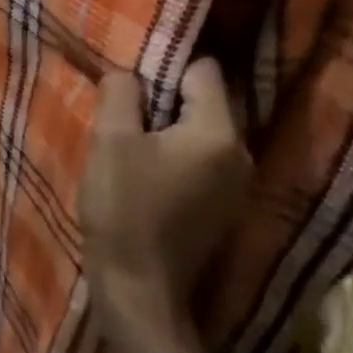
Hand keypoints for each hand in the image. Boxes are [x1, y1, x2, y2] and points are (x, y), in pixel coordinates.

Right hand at [79, 59, 249, 352]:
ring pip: (202, 128)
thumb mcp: (110, 140)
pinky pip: (202, 155)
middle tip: (122, 98)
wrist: (140, 289)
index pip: (203, 70)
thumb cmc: (124, 208)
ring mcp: (238, 183)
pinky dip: (175, 148)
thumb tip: (128, 72)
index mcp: (218, 133)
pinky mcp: (224, 204)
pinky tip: (143, 161)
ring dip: (167, 122)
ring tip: (128, 128)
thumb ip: (121, 93)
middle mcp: (241, 154)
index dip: (166, 62)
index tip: (132, 70)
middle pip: (206, 99)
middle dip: (164, 93)